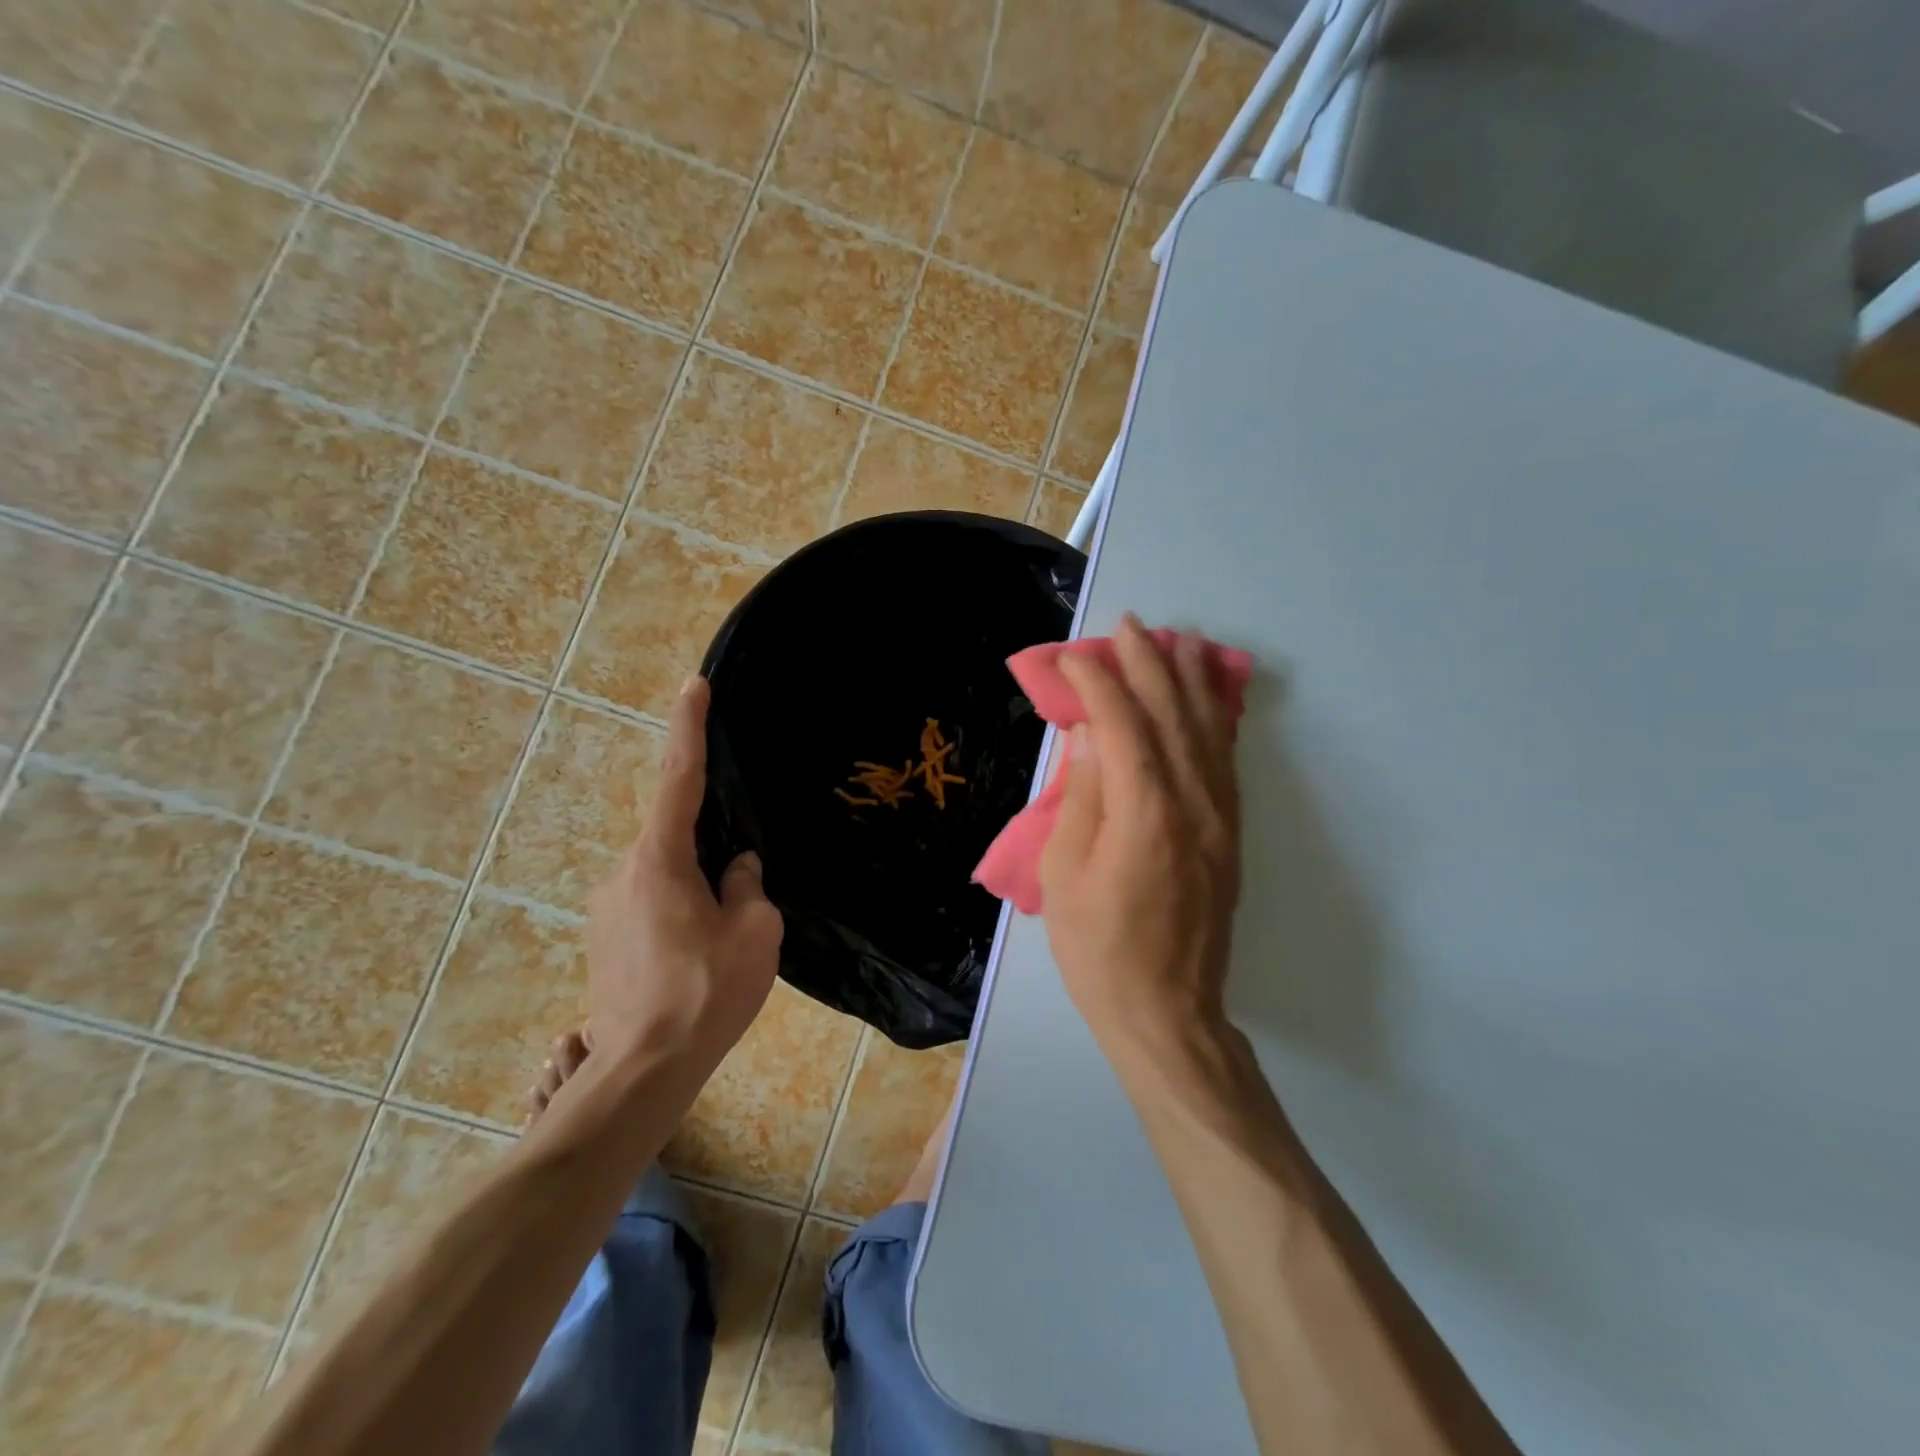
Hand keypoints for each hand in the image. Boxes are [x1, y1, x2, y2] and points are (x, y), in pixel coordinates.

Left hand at [585, 677, 782, 1071]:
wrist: (643, 1070)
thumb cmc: (707, 992)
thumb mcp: (754, 932)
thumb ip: (746, 886)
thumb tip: (736, 868)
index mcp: (660, 860)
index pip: (679, 777)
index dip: (688, 728)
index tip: (694, 685)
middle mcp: (624, 872)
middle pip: (674, 832)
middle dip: (708, 841)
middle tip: (740, 885)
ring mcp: (608, 907)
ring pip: (665, 873)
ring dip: (696, 884)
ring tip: (724, 934)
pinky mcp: (605, 938)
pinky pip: (651, 901)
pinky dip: (679, 907)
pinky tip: (699, 952)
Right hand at [1039, 615, 1241, 1054]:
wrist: (1166, 1012)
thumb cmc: (1099, 948)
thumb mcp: (1066, 873)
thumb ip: (1082, 796)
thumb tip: (1091, 734)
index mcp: (1144, 812)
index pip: (1123, 723)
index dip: (1097, 683)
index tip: (1072, 658)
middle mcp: (1192, 803)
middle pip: (1172, 715)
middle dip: (1150, 663)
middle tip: (1131, 625)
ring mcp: (1220, 818)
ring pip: (1209, 731)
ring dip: (1193, 681)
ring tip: (1182, 641)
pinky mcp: (1230, 835)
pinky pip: (1226, 762)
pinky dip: (1216, 720)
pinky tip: (1210, 700)